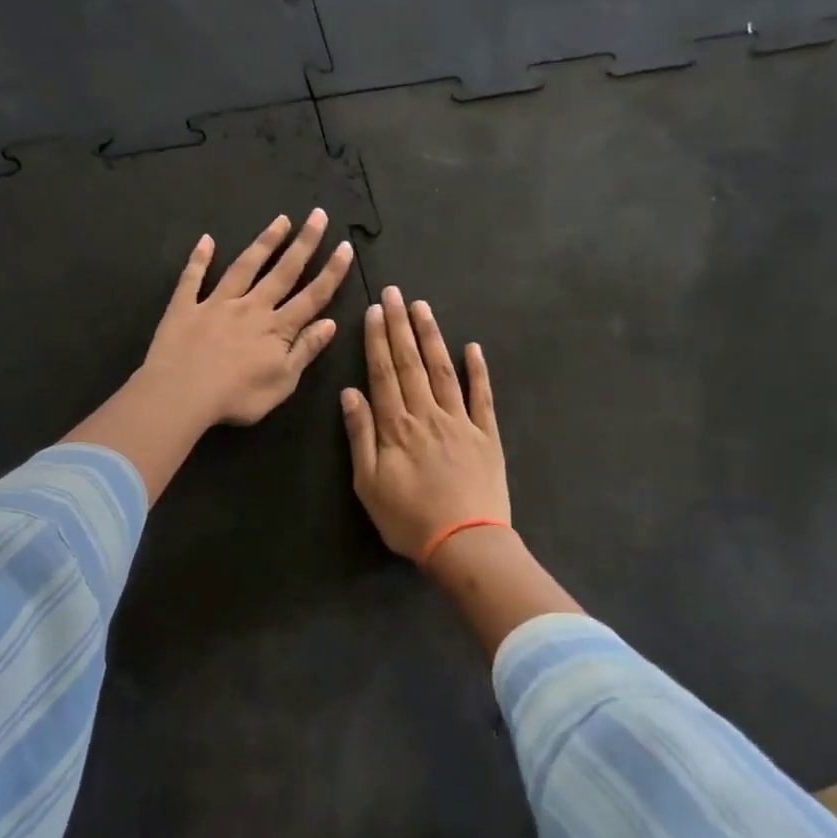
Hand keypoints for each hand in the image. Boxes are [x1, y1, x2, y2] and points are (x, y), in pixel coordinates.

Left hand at [142, 209, 355, 428]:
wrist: (182, 394)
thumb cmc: (237, 397)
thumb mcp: (283, 382)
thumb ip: (305, 350)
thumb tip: (330, 323)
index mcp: (277, 328)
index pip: (312, 296)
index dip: (331, 272)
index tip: (345, 246)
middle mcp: (251, 308)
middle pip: (282, 272)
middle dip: (304, 243)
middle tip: (318, 215)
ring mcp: (217, 304)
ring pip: (244, 267)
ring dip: (264, 242)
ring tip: (281, 220)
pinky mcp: (185, 307)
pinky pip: (193, 278)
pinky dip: (199, 258)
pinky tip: (206, 240)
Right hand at [341, 287, 509, 560]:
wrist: (465, 544)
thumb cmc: (408, 519)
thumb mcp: (368, 484)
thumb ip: (360, 436)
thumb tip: (350, 393)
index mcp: (397, 426)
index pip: (384, 373)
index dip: (378, 340)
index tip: (375, 311)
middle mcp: (428, 414)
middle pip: (411, 363)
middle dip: (401, 326)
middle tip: (395, 293)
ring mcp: (461, 422)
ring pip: (443, 370)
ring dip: (432, 337)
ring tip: (423, 308)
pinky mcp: (486, 435)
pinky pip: (482, 396)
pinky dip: (478, 370)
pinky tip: (472, 347)